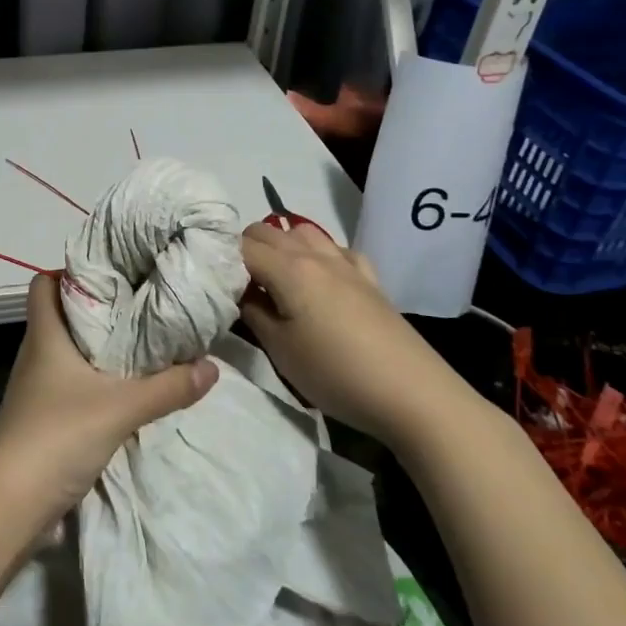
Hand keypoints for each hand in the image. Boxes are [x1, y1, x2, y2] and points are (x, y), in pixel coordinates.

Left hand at [0, 272, 217, 529]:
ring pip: (70, 352)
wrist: (11, 503)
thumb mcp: (120, 408)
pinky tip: (128, 391)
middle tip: (144, 306)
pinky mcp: (45, 418)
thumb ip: (167, 387)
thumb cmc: (56, 435)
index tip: (115, 272)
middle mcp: (37, 354)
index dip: (72, 272)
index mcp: (44, 335)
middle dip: (100, 309)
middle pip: (63, 316)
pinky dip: (97, 382)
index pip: (45, 283)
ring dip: (101, 348)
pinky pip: (74, 385)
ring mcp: (38, 388)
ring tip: (144, 344)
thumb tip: (212, 366)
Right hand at [239, 223, 474, 447]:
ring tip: (273, 278)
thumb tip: (238, 292)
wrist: (414, 395)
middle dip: (245, 248)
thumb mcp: (279, 350)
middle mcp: (315, 255)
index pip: (240, 246)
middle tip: (236, 283)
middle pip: (268, 230)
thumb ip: (252, 312)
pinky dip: (318, 253)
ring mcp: (346, 264)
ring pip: (302, 231)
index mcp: (289, 269)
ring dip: (281, 245)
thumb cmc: (336, 373)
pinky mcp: (370, 280)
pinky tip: (319, 278)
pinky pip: (335, 249)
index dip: (220, 260)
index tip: (211, 282)